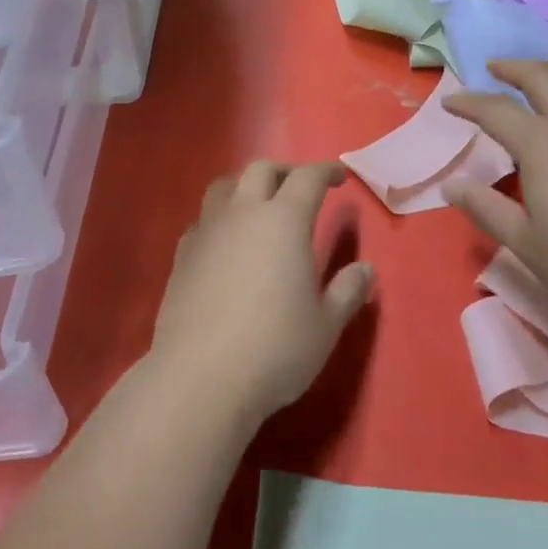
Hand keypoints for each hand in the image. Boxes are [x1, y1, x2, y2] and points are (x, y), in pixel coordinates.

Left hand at [149, 160, 375, 426]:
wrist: (199, 378)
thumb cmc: (275, 348)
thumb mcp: (326, 326)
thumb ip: (347, 291)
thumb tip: (365, 269)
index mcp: (284, 221)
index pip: (308, 178)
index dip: (326, 171)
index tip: (340, 177)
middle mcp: (244, 214)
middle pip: (262, 170)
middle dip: (286, 171)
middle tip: (301, 186)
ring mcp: (208, 231)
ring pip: (225, 186)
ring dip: (246, 185)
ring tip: (259, 204)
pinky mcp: (182, 255)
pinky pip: (203, 219)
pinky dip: (220, 217)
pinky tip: (226, 241)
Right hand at [443, 59, 547, 325]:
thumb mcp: (526, 244)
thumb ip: (486, 209)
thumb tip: (451, 185)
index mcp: (542, 144)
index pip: (495, 110)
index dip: (469, 102)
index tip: (450, 101)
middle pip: (541, 78)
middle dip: (513, 69)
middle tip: (496, 67)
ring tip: (545, 69)